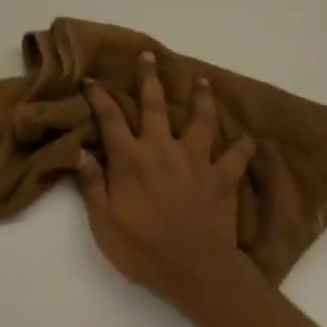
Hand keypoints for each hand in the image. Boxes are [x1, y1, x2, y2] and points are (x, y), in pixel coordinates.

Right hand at [74, 52, 264, 315]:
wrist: (195, 270)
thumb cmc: (142, 249)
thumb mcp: (103, 222)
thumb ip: (91, 184)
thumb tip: (79, 151)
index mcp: (131, 159)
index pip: (110, 119)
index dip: (99, 97)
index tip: (91, 80)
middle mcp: (163, 150)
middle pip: (154, 106)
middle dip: (149, 78)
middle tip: (149, 56)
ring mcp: (197, 161)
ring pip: (200, 120)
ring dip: (200, 99)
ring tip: (202, 81)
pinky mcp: (223, 178)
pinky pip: (237, 155)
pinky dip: (243, 145)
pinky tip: (247, 137)